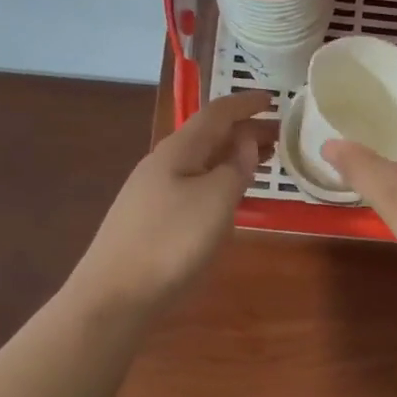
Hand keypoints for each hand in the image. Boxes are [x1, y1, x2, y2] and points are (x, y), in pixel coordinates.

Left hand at [70, 91, 272, 315]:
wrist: (115, 296)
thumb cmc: (171, 242)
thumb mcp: (216, 201)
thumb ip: (235, 167)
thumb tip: (246, 140)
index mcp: (178, 151)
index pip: (217, 113)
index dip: (246, 104)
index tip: (275, 100)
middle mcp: (163, 164)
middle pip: (208, 136)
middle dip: (244, 131)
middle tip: (281, 137)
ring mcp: (154, 192)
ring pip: (201, 162)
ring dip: (233, 156)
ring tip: (263, 161)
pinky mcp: (153, 218)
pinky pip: (194, 185)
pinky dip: (220, 180)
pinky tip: (231, 197)